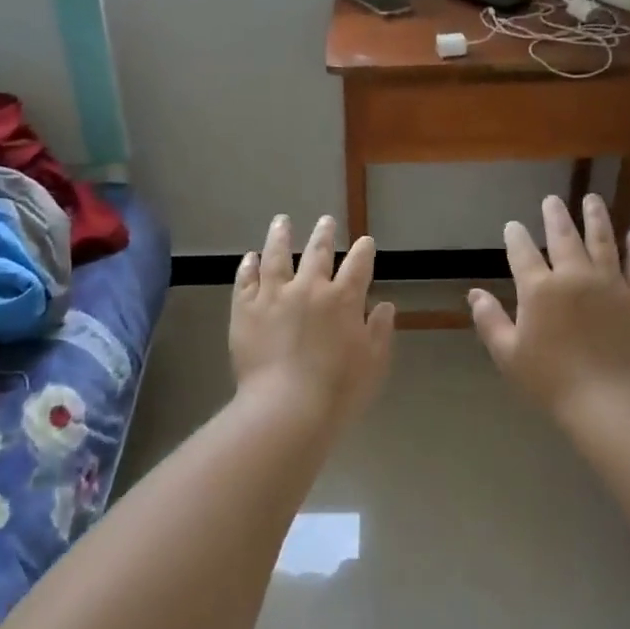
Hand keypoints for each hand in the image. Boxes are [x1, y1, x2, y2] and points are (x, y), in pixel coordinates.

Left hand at [231, 214, 396, 428]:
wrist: (286, 407)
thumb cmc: (338, 390)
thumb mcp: (373, 363)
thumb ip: (379, 331)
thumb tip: (384, 305)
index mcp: (343, 299)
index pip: (358, 265)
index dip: (363, 251)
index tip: (365, 242)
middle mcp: (309, 288)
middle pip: (317, 253)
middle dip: (324, 235)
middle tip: (325, 221)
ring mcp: (273, 296)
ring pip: (276, 256)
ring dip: (280, 236)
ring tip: (282, 221)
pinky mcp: (245, 310)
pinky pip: (246, 280)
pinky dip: (249, 266)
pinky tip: (250, 257)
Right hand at [470, 195, 629, 423]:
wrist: (607, 400)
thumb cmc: (550, 380)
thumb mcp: (508, 354)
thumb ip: (490, 320)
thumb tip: (474, 294)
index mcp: (539, 289)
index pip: (523, 253)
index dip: (516, 237)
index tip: (513, 225)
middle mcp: (575, 276)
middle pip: (564, 237)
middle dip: (555, 216)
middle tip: (551, 200)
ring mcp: (610, 284)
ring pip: (603, 241)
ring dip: (596, 217)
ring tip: (592, 199)